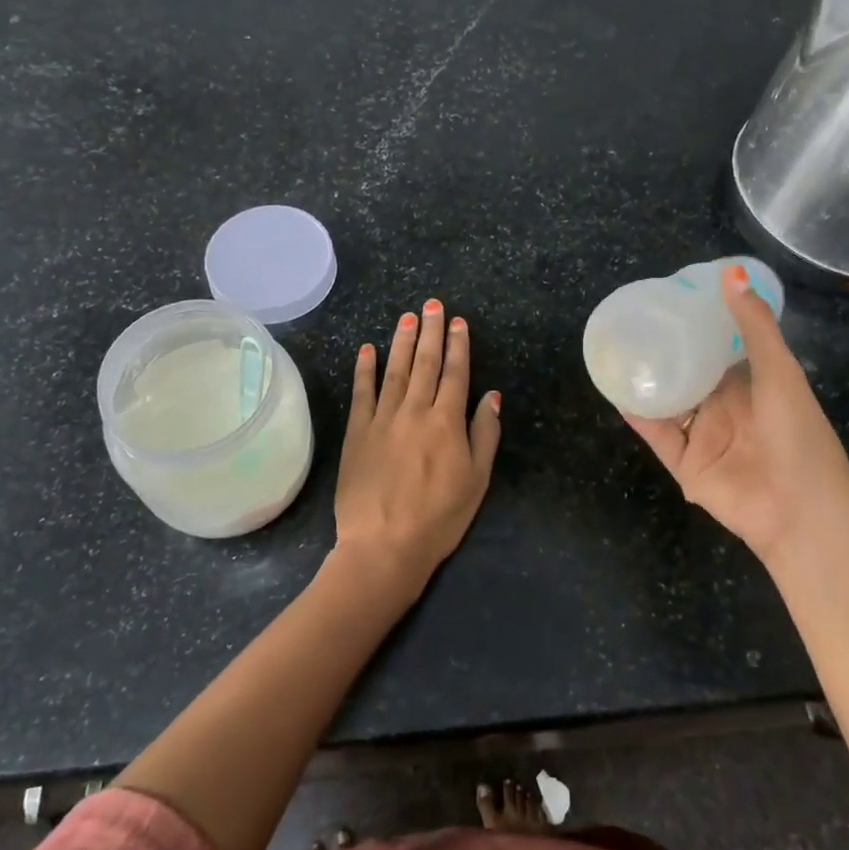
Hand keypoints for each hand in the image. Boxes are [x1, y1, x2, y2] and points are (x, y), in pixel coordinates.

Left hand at [334, 298, 501, 600]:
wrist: (384, 545)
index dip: (458, 345)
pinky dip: (365, 369)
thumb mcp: (476, 480)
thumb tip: (491, 395)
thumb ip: (484, 434)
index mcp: (447, 422)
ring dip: (401, 342)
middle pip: (425, 363)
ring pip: (395, 371)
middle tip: (432, 304)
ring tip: (406, 317)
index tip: (457, 322)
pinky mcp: (357, 433)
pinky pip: (362, 393)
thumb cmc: (439, 517)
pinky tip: (367, 349)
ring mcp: (382, 419)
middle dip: (430, 332)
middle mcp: (415, 411)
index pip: (455, 373)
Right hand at [623, 265, 848, 561]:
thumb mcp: (779, 372)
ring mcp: (703, 436)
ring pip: (666, 401)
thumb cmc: (798, 435)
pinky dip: (637, 413)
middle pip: (687, 372)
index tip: (669, 298)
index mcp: (750, 385)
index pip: (717, 348)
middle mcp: (724, 407)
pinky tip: (616, 390)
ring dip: (645, 380)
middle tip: (632, 320)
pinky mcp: (685, 464)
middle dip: (663, 350)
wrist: (801, 512)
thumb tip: (731, 272)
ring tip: (616, 350)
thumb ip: (753, 326)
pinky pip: (656, 433)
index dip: (696, 324)